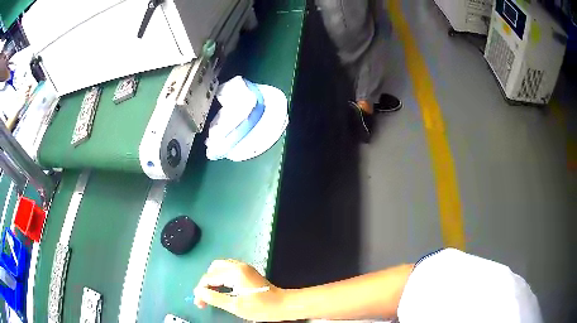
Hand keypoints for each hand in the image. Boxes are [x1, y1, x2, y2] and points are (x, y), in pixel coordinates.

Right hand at [193, 259, 286, 321]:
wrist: (282, 304)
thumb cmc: (260, 307)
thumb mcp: (235, 306)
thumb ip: (214, 298)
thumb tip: (199, 292)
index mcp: (234, 272)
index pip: (209, 277)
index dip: (200, 290)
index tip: (199, 303)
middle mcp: (238, 265)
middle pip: (213, 269)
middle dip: (206, 282)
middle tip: (205, 297)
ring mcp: (244, 267)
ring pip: (220, 267)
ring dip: (213, 279)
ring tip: (211, 294)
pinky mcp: (248, 271)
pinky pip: (228, 269)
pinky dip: (221, 277)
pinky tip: (222, 289)